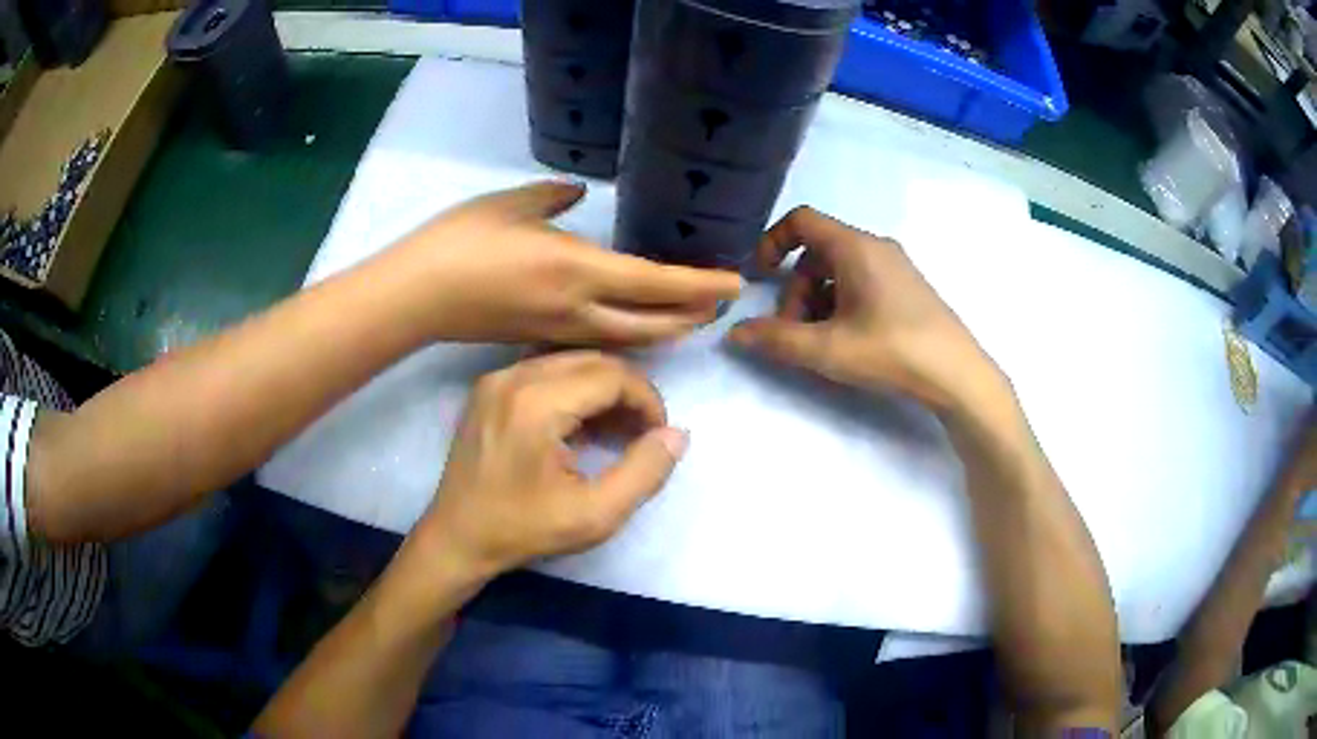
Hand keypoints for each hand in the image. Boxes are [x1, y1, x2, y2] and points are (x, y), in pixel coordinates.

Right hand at [386, 181, 741, 345]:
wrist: (417, 296)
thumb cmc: (461, 241)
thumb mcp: (512, 203)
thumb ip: (555, 197)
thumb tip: (580, 193)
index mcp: (578, 270)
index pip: (657, 283)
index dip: (701, 285)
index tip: (734, 283)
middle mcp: (580, 309)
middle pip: (654, 324)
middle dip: (693, 316)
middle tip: (720, 304)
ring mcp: (562, 332)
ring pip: (630, 340)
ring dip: (667, 330)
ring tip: (691, 317)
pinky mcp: (542, 341)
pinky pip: (602, 343)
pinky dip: (632, 336)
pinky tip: (637, 326)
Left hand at [418, 351, 687, 575]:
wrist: (457, 537)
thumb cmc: (523, 530)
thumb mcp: (595, 516)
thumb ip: (644, 473)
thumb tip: (677, 434)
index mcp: (536, 404)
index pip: (612, 375)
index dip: (648, 400)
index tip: (658, 434)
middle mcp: (513, 376)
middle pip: (592, 360)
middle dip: (628, 391)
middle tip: (641, 432)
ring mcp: (496, 378)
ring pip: (569, 360)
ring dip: (602, 387)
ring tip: (616, 429)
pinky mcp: (488, 388)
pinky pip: (543, 370)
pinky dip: (573, 388)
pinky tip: (580, 424)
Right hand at [728, 207, 1003, 412]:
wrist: (958, 374)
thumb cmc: (892, 351)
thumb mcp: (827, 349)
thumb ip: (777, 339)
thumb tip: (735, 333)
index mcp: (854, 248)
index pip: (801, 220)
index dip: (772, 242)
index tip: (760, 277)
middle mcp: (875, 247)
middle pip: (818, 252)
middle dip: (796, 289)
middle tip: (794, 332)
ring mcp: (896, 267)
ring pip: (840, 270)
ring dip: (818, 301)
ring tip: (820, 343)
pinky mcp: (908, 288)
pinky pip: (862, 282)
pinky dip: (843, 303)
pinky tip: (849, 341)